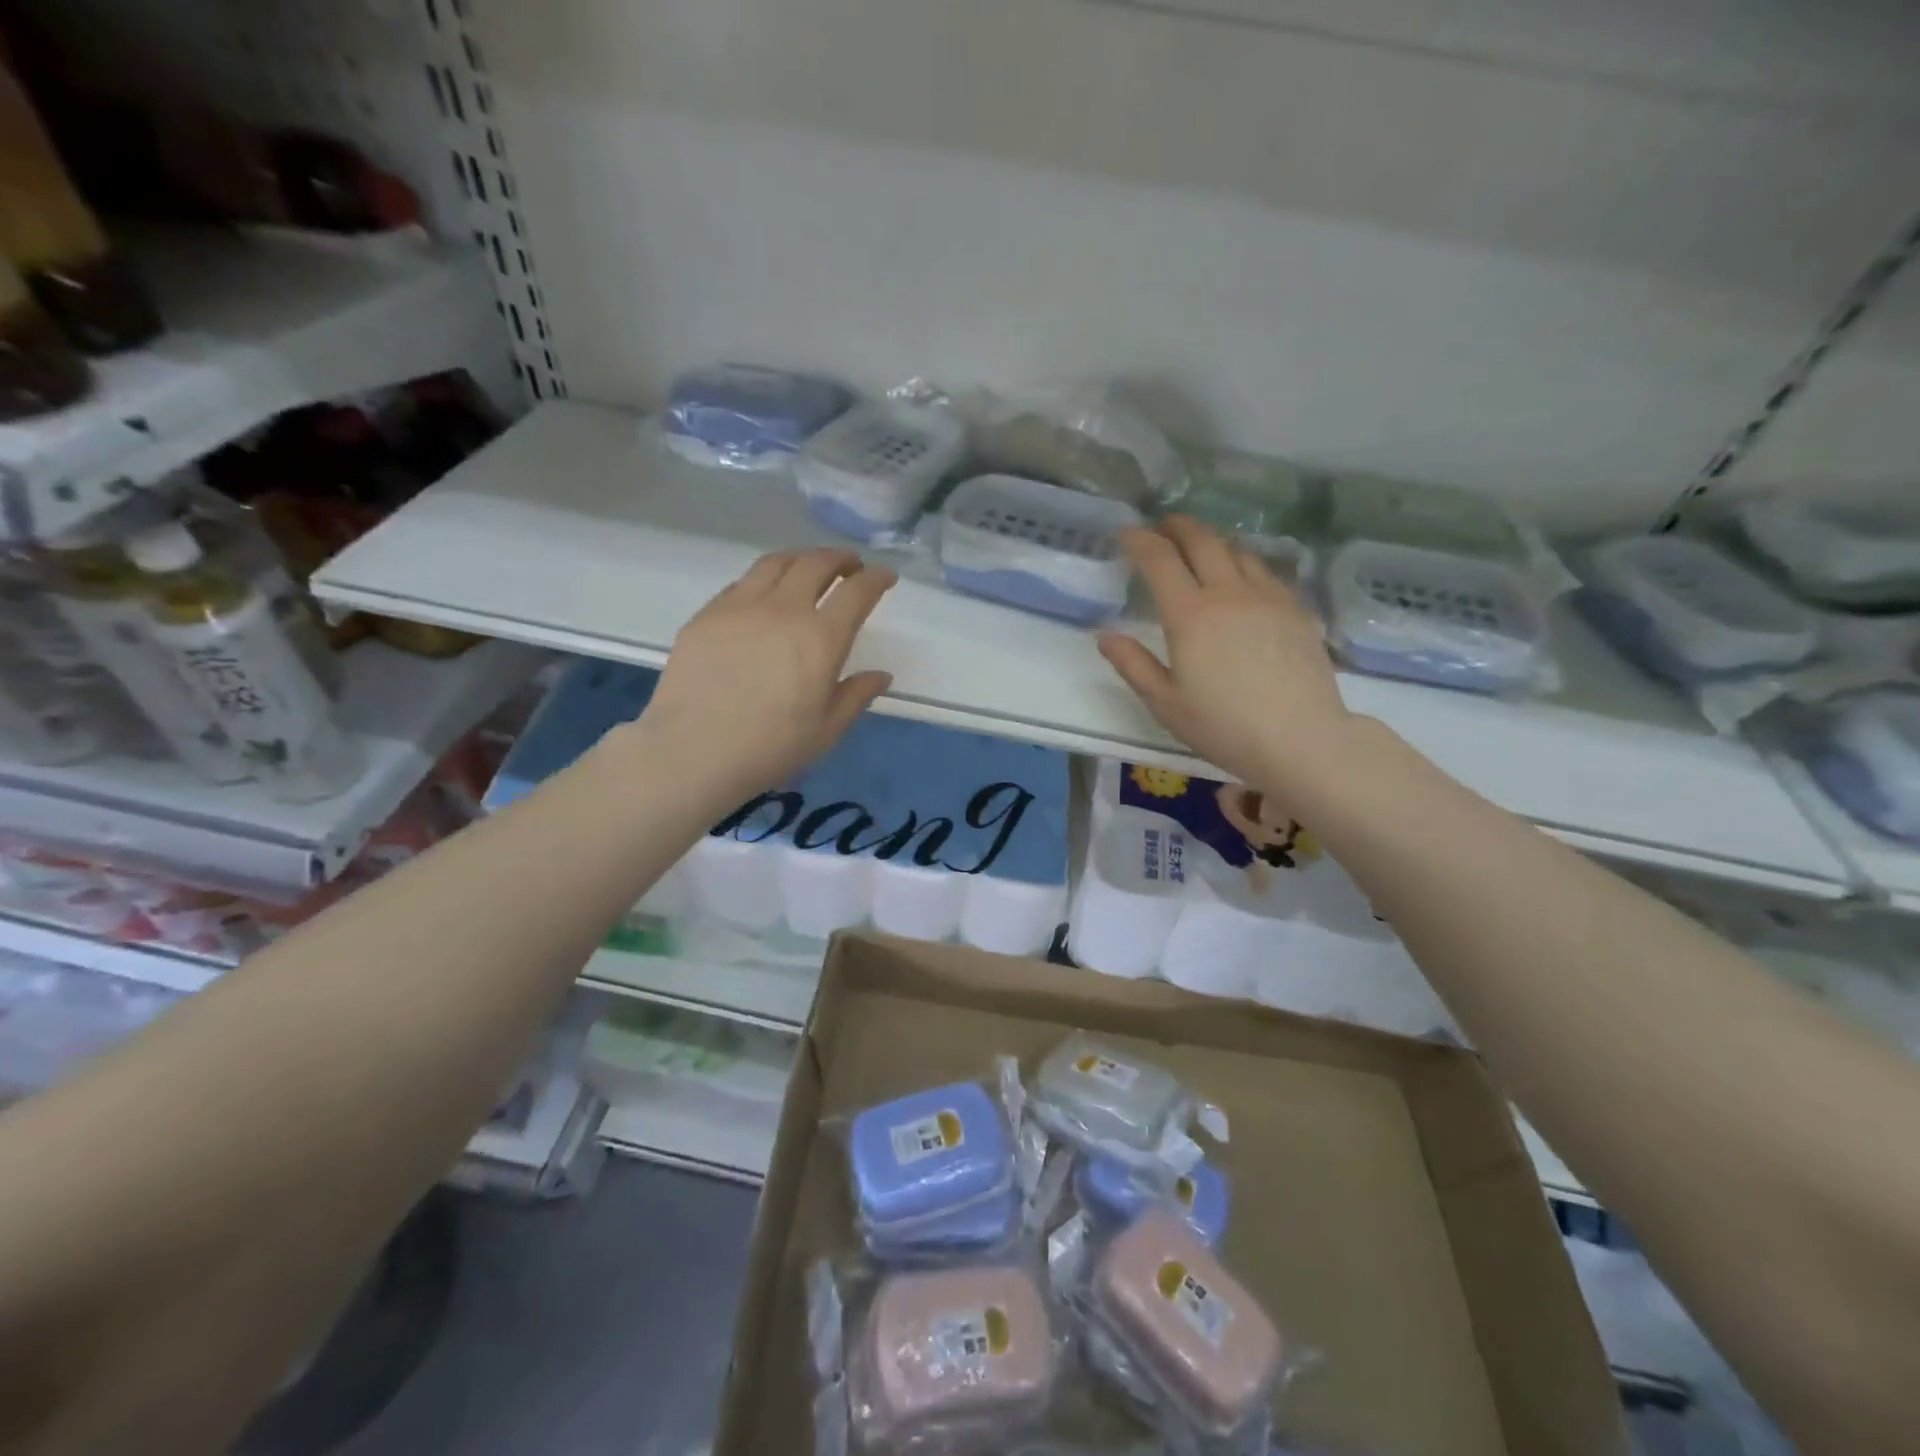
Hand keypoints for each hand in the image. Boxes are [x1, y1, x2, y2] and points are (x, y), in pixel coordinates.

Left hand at [635, 548, 896, 799]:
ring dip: (801, 558)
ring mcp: (740, 607)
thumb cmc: (770, 748)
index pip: (857, 592)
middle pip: (816, 564)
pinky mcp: (707, 615)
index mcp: (820, 638)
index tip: (885, 576)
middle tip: (850, 566)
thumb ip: (856, 696)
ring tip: (809, 568)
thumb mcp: (826, 730)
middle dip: (840, 558)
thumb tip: (881, 676)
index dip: (876, 578)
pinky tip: (764, 595)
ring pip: (775, 563)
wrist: (692, 752)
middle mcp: (783, 609)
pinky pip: (742, 583)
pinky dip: (764, 579)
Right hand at [1098, 517, 1352, 792]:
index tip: (1125, 535)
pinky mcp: (1295, 607)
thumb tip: (1105, 635)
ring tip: (1198, 548)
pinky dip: (1242, 562)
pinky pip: (1264, 570)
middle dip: (1176, 526)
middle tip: (1161, 527)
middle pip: (1201, 540)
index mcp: (1190, 615)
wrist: (1300, 739)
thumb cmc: (1224, 727)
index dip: (1139, 540)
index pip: (1159, 559)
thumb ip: (1133, 665)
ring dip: (1211, 540)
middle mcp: (1228, 593)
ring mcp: (1267, 596)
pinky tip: (1239, 578)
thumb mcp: (1166, 704)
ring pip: (1236, 549)